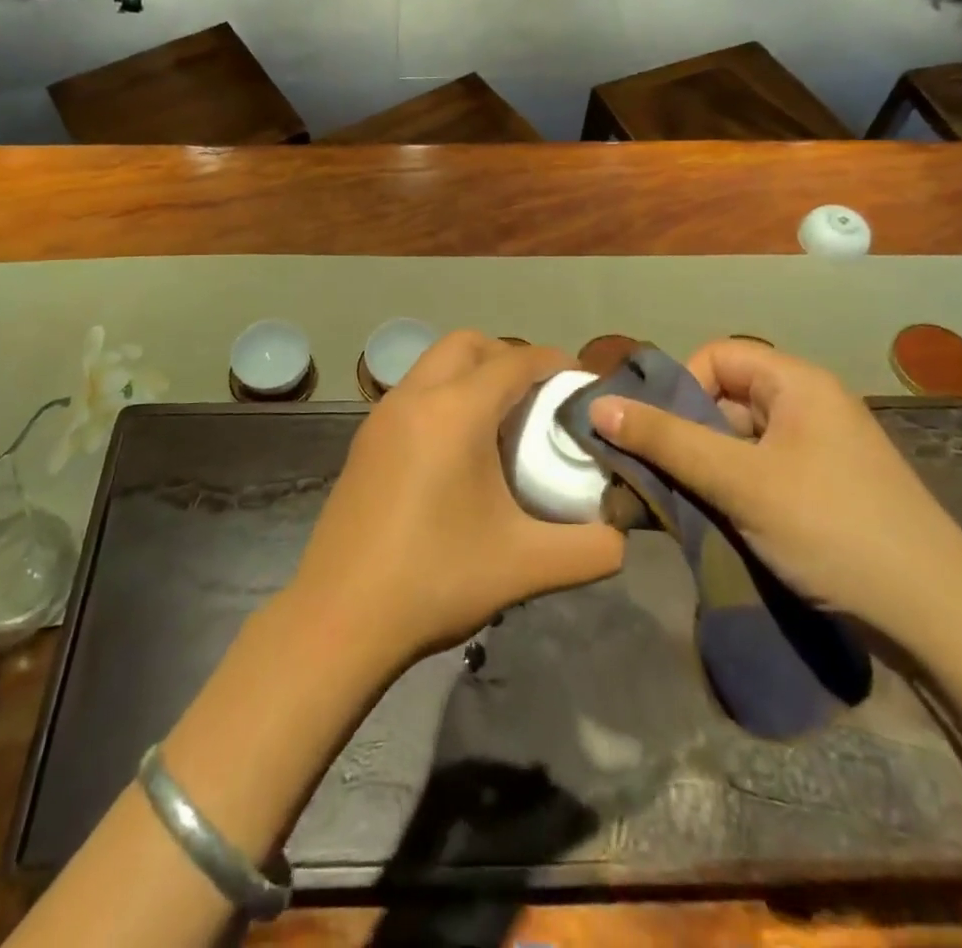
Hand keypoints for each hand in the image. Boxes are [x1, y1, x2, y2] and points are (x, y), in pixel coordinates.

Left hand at [288, 332, 624, 673]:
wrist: (340, 618)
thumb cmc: (435, 579)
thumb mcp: (526, 566)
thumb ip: (590, 548)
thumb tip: (621, 535)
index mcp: (455, 412)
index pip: (514, 361)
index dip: (554, 361)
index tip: (582, 381)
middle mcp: (414, 397)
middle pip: (467, 344)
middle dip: (508, 356)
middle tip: (539, 398)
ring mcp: (382, 416)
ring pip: (434, 364)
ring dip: (471, 374)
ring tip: (502, 422)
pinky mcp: (365, 440)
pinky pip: (414, 392)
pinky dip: (443, 396)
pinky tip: (458, 451)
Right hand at [587, 338, 961, 644]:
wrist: (939, 622)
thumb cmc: (833, 530)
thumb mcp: (739, 482)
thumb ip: (666, 441)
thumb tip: (597, 406)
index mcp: (797, 384)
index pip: (715, 357)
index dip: (679, 388)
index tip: (657, 435)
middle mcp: (809, 406)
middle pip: (723, 398)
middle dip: (683, 433)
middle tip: (653, 474)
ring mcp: (819, 451)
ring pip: (737, 440)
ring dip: (702, 466)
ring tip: (677, 504)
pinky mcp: (823, 490)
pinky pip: (759, 471)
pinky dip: (729, 489)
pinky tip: (712, 521)